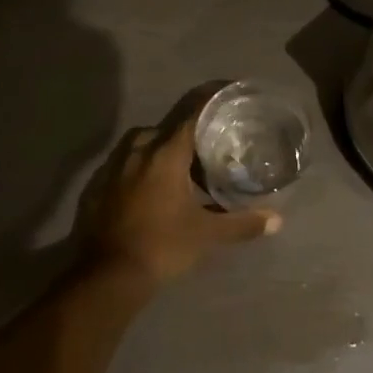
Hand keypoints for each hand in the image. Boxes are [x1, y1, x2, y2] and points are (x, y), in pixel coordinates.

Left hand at [82, 108, 280, 286]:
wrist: (105, 277)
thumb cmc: (162, 246)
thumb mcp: (206, 235)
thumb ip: (242, 223)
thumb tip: (277, 220)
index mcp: (165, 153)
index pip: (191, 114)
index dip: (210, 102)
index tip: (226, 95)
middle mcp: (137, 151)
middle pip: (165, 129)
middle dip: (185, 134)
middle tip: (205, 147)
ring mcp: (112, 168)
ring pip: (141, 145)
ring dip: (160, 151)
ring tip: (179, 170)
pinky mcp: (96, 187)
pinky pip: (122, 166)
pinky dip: (139, 170)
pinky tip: (150, 190)